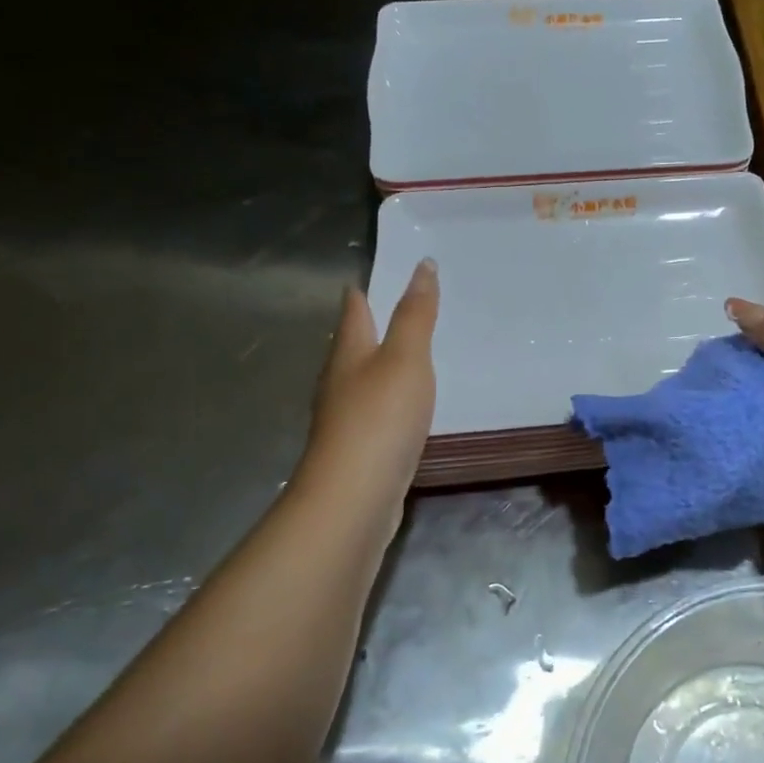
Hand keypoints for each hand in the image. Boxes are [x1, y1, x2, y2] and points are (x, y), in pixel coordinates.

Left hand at [299, 259, 438, 531]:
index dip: (366, 289)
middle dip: (376, 324)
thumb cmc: (380, 418)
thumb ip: (416, 314)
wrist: (355, 496)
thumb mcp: (406, 358)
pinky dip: (394, 399)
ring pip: (365, 378)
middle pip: (355, 343)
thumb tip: (423, 265)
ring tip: (415, 352)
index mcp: (348, 352)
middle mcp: (340, 381)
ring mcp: (346, 417)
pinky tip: (409, 406)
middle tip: (409, 306)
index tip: (387, 270)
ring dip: (385, 363)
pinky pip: (378, 411)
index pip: (354, 309)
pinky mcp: (360, 448)